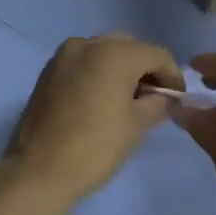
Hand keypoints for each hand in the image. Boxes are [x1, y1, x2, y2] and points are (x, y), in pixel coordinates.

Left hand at [6, 34, 182, 203]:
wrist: (38, 170)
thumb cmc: (95, 147)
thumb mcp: (137, 125)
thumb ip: (159, 104)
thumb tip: (168, 99)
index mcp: (114, 53)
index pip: (156, 54)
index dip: (173, 76)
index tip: (176, 100)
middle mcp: (87, 44)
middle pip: (130, 47)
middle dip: (145, 68)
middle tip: (153, 98)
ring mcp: (63, 55)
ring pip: (104, 51)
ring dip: (121, 69)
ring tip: (127, 100)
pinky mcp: (48, 70)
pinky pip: (83, 62)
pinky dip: (98, 72)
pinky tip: (102, 99)